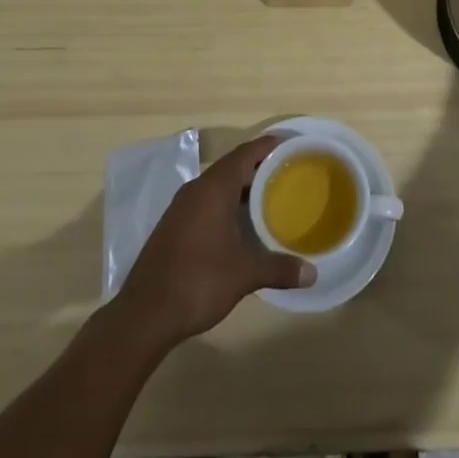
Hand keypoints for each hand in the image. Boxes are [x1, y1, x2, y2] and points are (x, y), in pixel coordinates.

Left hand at [112, 134, 313, 348]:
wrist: (145, 313)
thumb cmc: (199, 280)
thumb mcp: (245, 274)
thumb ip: (279, 269)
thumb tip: (313, 274)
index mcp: (214, 188)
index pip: (245, 154)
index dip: (267, 146)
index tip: (290, 144)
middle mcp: (196, 189)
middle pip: (231, 167)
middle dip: (258, 168)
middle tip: (287, 173)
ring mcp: (181, 208)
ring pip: (217, 186)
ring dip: (241, 188)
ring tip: (270, 197)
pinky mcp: (173, 227)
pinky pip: (206, 203)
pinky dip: (226, 204)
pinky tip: (240, 224)